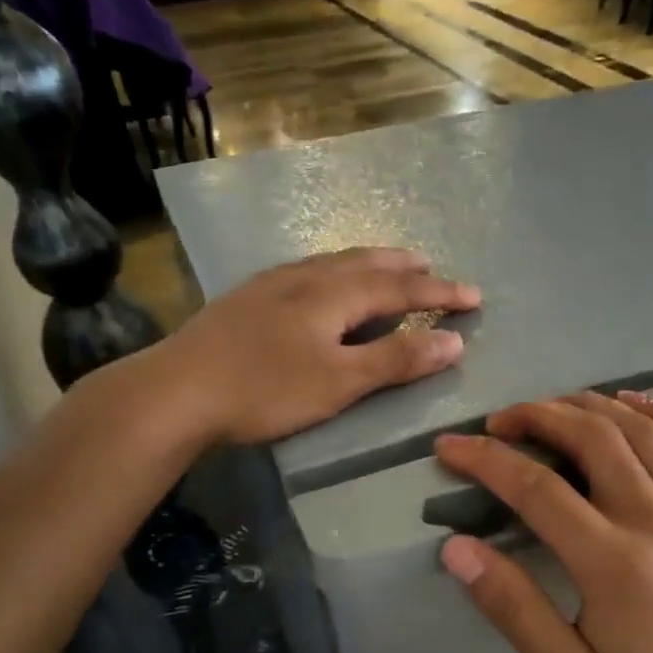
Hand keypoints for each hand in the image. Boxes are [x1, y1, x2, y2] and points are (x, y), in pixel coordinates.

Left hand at [164, 247, 479, 444]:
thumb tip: (453, 342)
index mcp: (333, 294)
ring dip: (366, 262)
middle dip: (403, 266)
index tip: (474, 296)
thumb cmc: (266, 389)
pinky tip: (318, 282)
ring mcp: (271, 285)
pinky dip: (331, 271)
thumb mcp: (339, 382)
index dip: (439, 291)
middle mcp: (305, 277)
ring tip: (383, 265)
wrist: (178, 390)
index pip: (400, 286)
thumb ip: (396, 360)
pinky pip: (305, 271)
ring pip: (331, 262)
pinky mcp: (246, 299)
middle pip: (365, 263)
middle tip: (430, 265)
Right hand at [433, 392, 652, 652]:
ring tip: (550, 407)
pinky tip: (634, 402)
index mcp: (613, 562)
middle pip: (592, 438)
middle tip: (498, 422)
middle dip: (536, 416)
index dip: (486, 460)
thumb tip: (456, 548)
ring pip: (642, 430)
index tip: (448, 447)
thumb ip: (512, 607)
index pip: (536, 488)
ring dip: (590, 406)